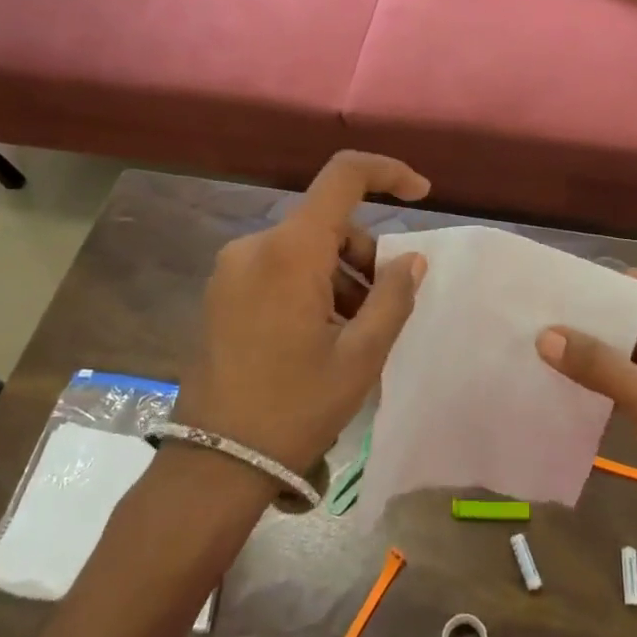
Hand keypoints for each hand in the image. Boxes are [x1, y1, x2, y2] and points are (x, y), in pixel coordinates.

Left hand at [178, 151, 429, 479]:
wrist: (216, 463)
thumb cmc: (295, 407)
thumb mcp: (361, 355)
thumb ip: (393, 296)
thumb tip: (411, 260)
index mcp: (289, 251)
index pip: (343, 176)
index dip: (388, 172)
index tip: (421, 194)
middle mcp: (255, 245)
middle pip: (328, 222)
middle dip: (365, 254)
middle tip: (382, 308)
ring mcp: (232, 268)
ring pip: (306, 247)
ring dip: (340, 275)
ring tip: (352, 333)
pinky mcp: (223, 291)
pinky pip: (281, 267)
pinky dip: (312, 285)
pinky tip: (321, 334)